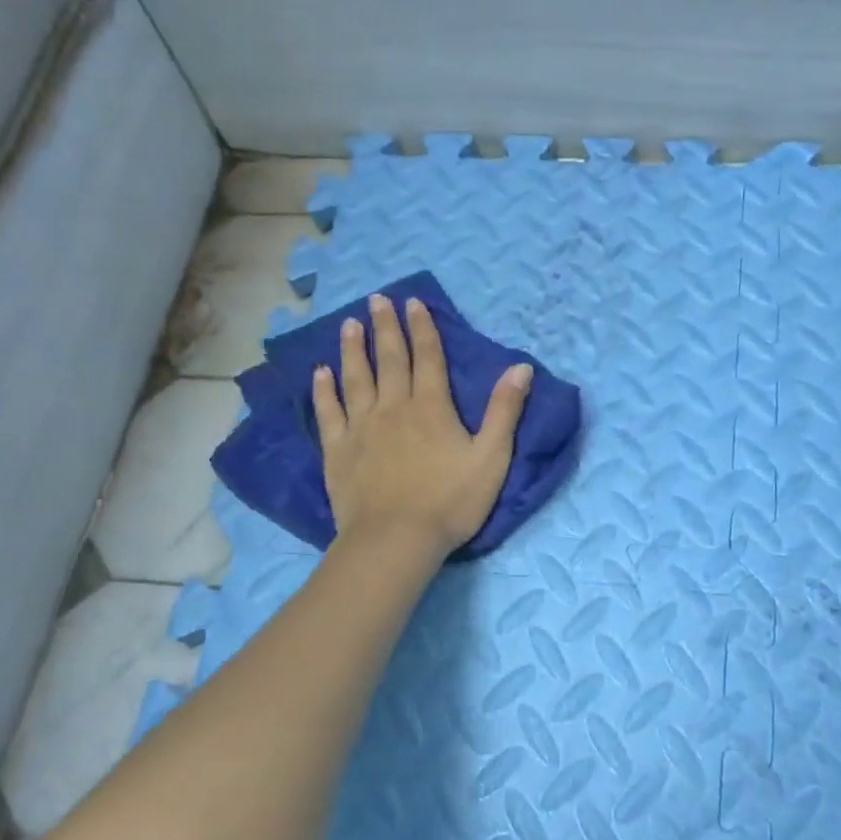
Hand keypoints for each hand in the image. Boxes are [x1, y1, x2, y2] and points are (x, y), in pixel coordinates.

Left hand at [313, 293, 530, 560]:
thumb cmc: (450, 502)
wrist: (395, 539)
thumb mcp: (491, 458)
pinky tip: (320, 373)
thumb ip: (505, 411)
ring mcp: (361, 427)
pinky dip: (323, 390)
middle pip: (389, 359)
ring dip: (352, 349)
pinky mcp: (338, 450)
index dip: (422, 328)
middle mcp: (393, 407)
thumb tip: (521, 367)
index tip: (413, 302)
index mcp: (431, 407)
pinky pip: (328, 412)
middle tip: (376, 300)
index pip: (427, 357)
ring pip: (355, 378)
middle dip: (385, 327)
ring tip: (348, 325)